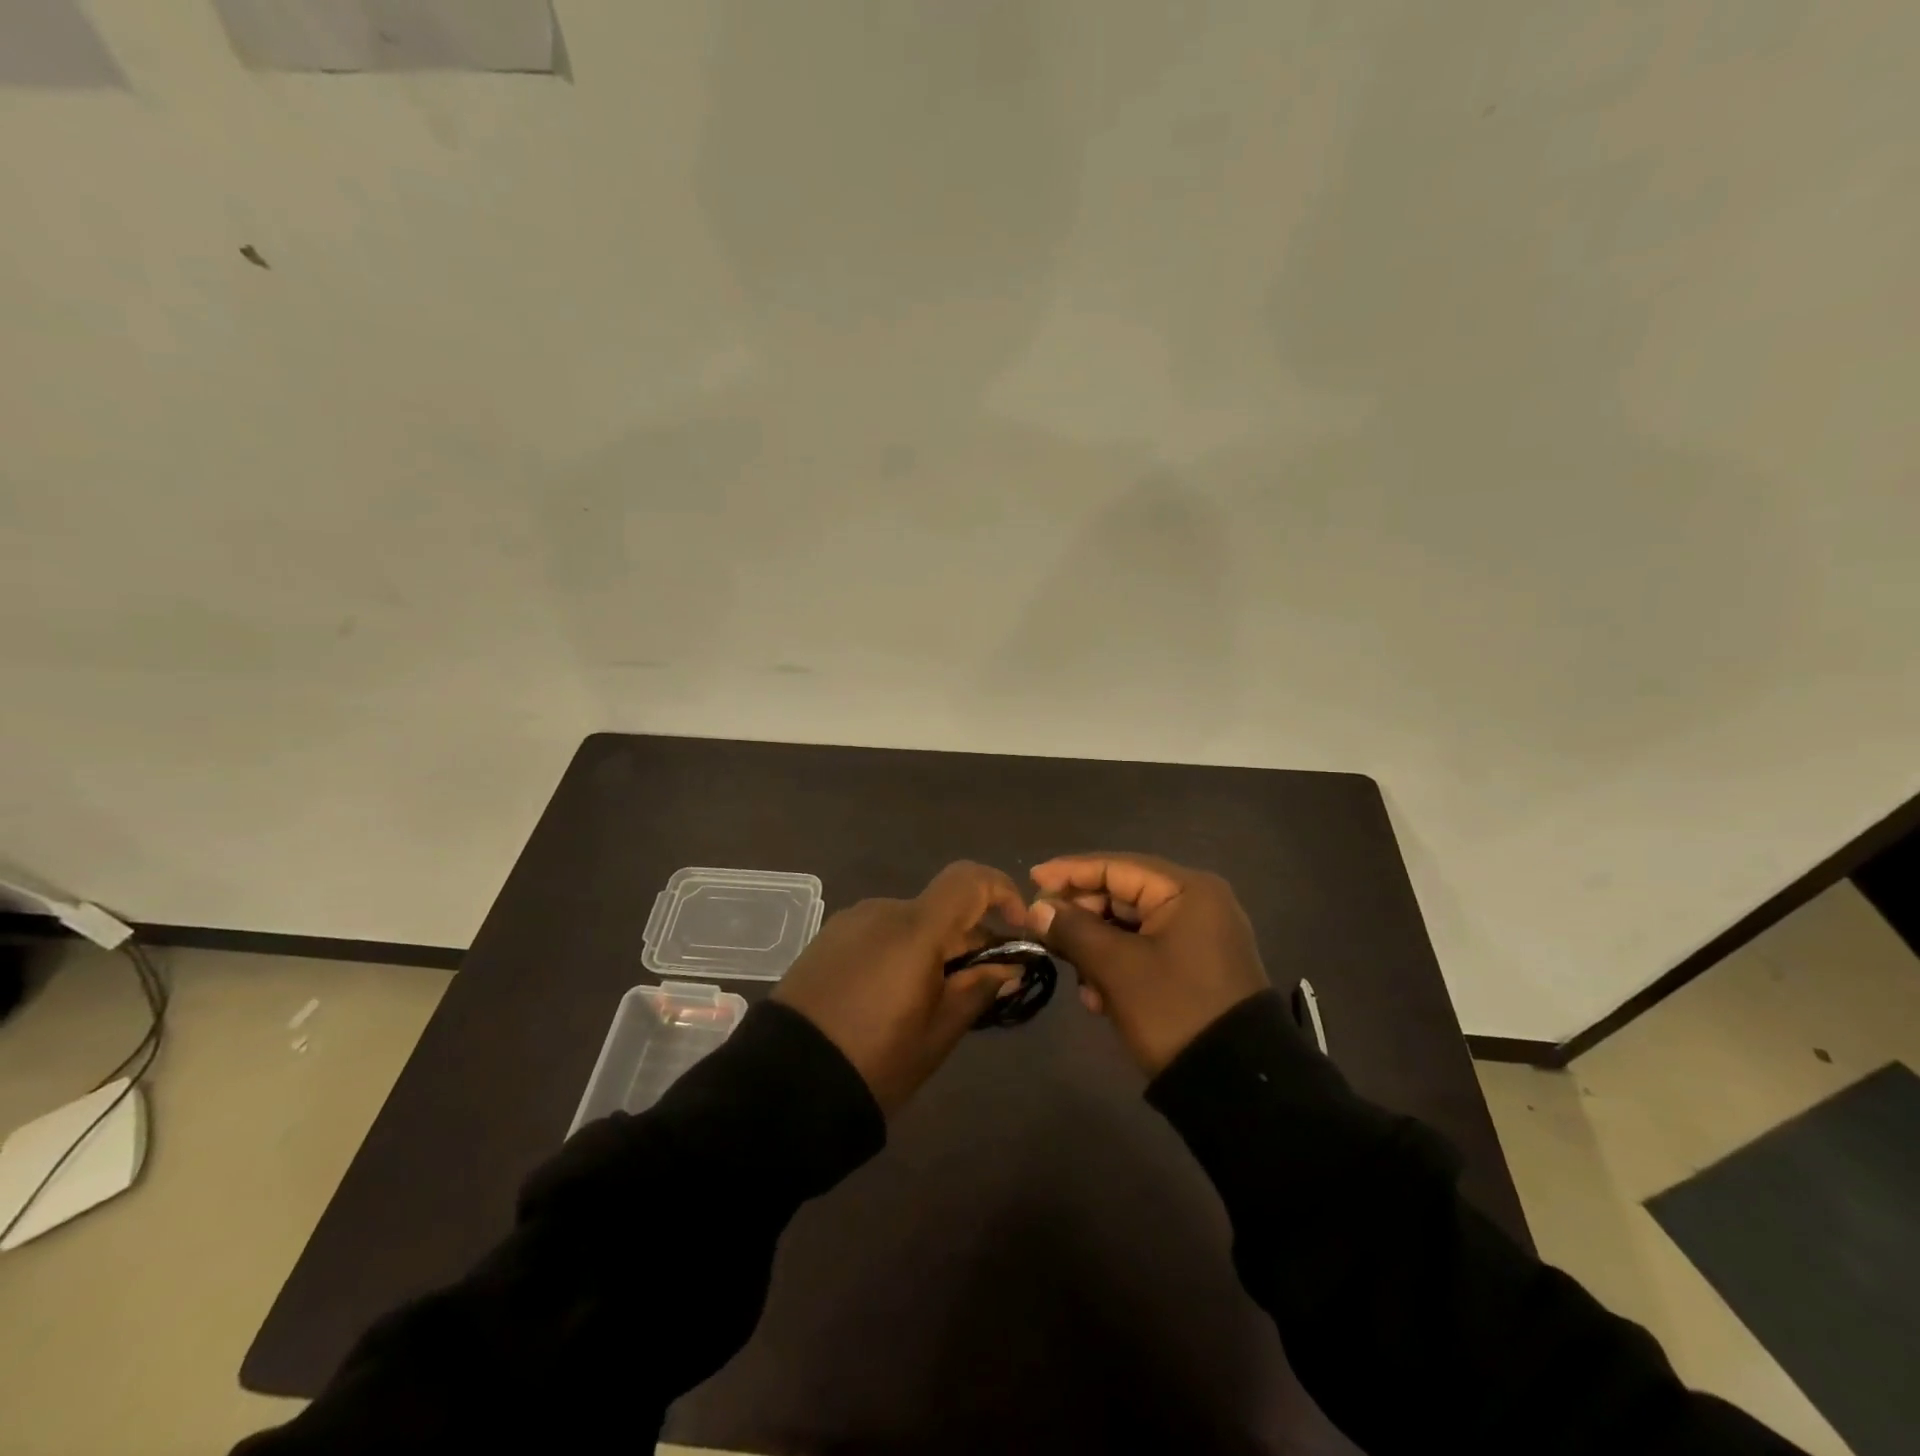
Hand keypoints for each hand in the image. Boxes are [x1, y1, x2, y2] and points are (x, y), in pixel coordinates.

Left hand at [773, 862, 1028, 1115]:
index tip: (1017, 928)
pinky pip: (879, 933)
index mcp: (914, 928)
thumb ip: (977, 990)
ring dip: (934, 947)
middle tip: (979, 986)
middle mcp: (882, 911)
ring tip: (933, 999)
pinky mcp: (826, 940)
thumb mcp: (938, 1033)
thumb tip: (1008, 967)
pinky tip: (893, 995)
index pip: (969, 880)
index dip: (1002, 892)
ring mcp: (848, 922)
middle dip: (969, 937)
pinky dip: (901, 951)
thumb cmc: (874, 1061)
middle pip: (941, 907)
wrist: (782, 1086)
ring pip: (910, 922)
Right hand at [1026, 851, 1268, 1074]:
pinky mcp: (1195, 965)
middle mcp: (1197, 902)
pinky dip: (1118, 966)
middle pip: (1122, 894)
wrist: (1237, 1087)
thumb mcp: (1117, 968)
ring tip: (1076, 977)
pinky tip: (1098, 998)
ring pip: (1129, 926)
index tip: (1030, 880)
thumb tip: (1038, 908)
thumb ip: (1074, 929)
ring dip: (1096, 948)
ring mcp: (1199, 935)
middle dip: (1082, 917)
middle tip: (1045, 933)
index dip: (1069, 872)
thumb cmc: (1174, 1011)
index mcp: (1187, 890)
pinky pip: (1145, 950)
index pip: (1116, 866)